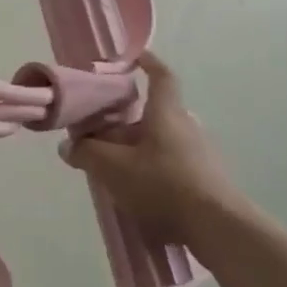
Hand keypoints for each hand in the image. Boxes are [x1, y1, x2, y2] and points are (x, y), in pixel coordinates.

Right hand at [60, 52, 244, 242]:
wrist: (218, 228)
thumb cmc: (163, 184)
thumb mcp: (114, 168)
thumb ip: (87, 154)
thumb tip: (68, 146)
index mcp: (167, 113)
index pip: (161, 76)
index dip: (147, 63)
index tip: (133, 58)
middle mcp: (185, 126)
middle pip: (152, 114)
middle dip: (125, 121)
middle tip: (100, 134)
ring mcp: (199, 154)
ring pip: (160, 141)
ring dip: (135, 148)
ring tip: (111, 168)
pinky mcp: (204, 180)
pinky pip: (170, 164)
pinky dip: (150, 169)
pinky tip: (136, 192)